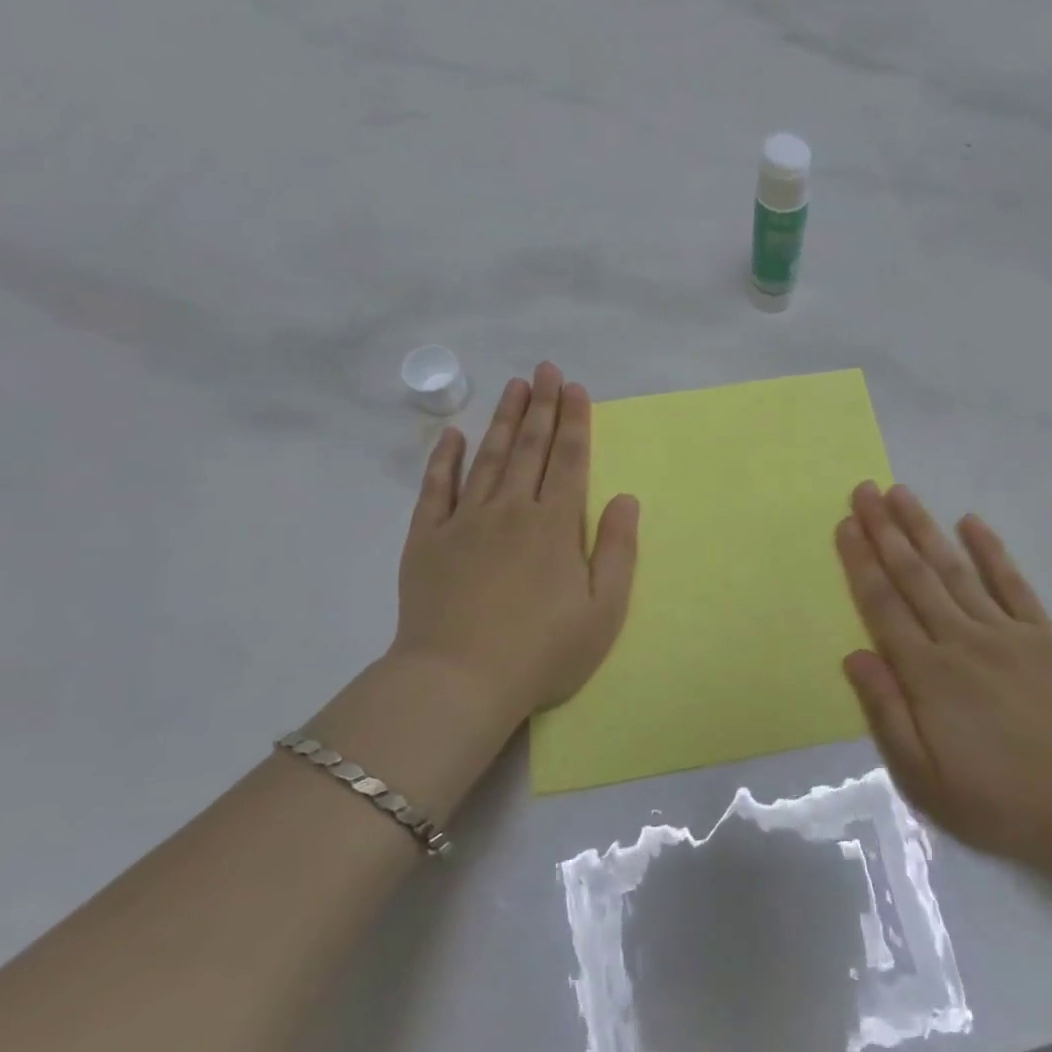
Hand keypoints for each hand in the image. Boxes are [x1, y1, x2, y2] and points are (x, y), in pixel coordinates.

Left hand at [321, 363, 637, 820]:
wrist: (459, 682)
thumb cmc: (542, 652)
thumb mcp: (602, 611)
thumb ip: (616, 551)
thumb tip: (625, 499)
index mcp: (554, 526)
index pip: (569, 461)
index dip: (575, 422)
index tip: (575, 388)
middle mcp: (511, 511)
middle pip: (528, 448)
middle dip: (540, 406)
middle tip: (544, 369)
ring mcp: (464, 522)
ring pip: (487, 458)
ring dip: (502, 419)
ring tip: (512, 386)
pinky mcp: (426, 540)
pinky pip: (434, 489)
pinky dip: (443, 459)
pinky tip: (451, 434)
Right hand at [834, 481, 1051, 872]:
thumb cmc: (1003, 801)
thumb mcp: (926, 780)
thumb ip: (887, 713)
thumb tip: (854, 656)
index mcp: (927, 675)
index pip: (883, 605)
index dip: (861, 562)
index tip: (845, 525)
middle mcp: (960, 640)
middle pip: (914, 575)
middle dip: (885, 531)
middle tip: (864, 490)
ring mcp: (1005, 631)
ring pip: (954, 569)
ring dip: (925, 528)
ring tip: (901, 493)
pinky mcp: (1043, 634)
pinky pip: (1012, 582)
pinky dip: (990, 550)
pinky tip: (971, 522)